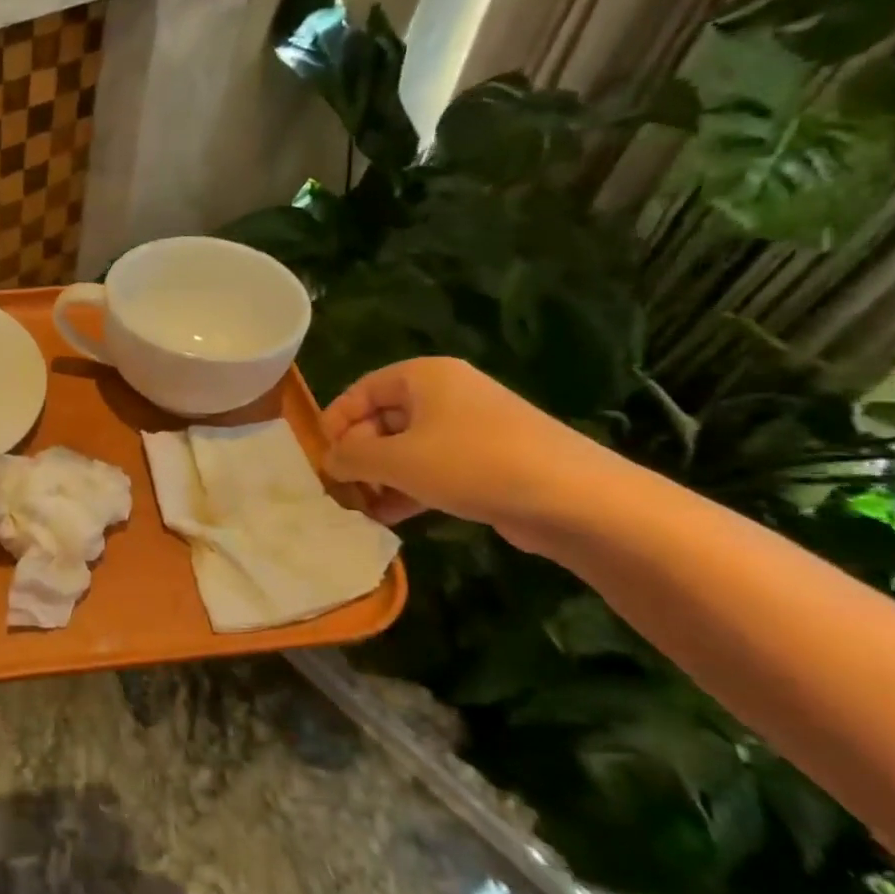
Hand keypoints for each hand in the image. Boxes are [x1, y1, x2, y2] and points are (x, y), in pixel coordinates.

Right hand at [319, 357, 616, 549]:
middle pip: (382, 419)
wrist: (574, 499)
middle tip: (340, 489)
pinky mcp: (488, 462)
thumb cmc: (472, 464)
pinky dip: (409, 489)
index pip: (360, 391)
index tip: (320, 458)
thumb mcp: (396, 460)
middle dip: (358, 455)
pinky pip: (433, 469)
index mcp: (423, 376)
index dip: (335, 422)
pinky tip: (390, 517)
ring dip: (380, 477)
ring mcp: (470, 428)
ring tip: (360, 509)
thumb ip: (351, 457)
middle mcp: (446, 394)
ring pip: (407, 448)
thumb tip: (330, 460)